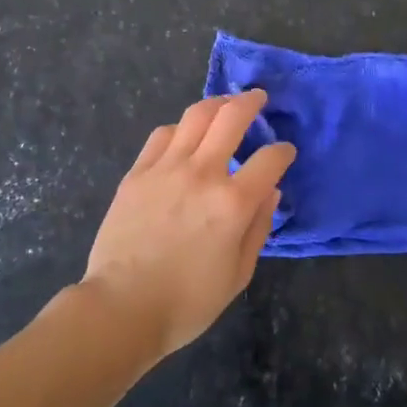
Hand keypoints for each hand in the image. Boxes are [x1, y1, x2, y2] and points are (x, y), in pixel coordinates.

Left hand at [81, 90, 295, 360]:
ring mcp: (166, 168)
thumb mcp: (238, 274)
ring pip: (196, 116)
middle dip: (251, 102)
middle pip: (232, 117)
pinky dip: (181, 129)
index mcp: (232, 203)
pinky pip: (163, 135)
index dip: (282, 152)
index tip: (284, 153)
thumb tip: (269, 192)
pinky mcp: (138, 172)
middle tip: (258, 98)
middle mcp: (202, 173)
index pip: (269, 160)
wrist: (122, 308)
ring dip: (216, 104)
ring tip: (224, 104)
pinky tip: (185, 135)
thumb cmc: (187, 301)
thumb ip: (258, 228)